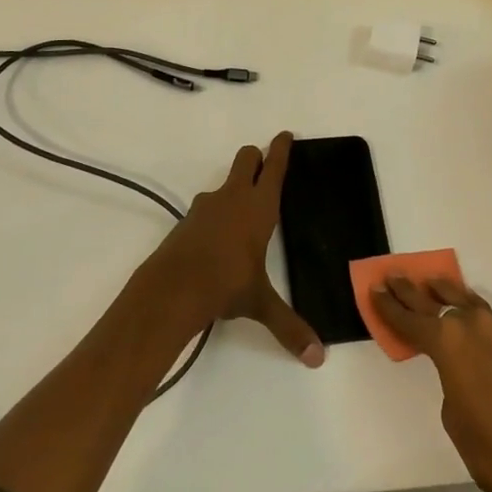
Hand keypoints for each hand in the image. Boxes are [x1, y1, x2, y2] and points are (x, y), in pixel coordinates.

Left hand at [156, 133, 324, 367]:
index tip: (285, 134)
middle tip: (264, 162)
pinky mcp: (187, 220)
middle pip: (246, 159)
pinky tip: (217, 236)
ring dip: (234, 186)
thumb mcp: (260, 303)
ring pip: (224, 182)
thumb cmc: (226, 285)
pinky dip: (215, 212)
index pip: (274, 167)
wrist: (173, 288)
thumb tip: (317, 358)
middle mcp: (234, 197)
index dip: (281, 148)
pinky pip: (207, 207)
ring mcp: (207, 206)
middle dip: (255, 156)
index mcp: (259, 207)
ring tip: (241, 208)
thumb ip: (289, 326)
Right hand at [371, 277, 491, 491]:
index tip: (374, 289)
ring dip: (453, 299)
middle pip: (438, 301)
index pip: (410, 319)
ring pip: (473, 307)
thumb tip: (463, 368)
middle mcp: (477, 326)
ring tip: (438, 287)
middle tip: (395, 276)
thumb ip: (450, 379)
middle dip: (414, 291)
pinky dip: (488, 332)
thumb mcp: (454, 418)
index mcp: (449, 343)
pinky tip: (487, 344)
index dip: (389, 306)